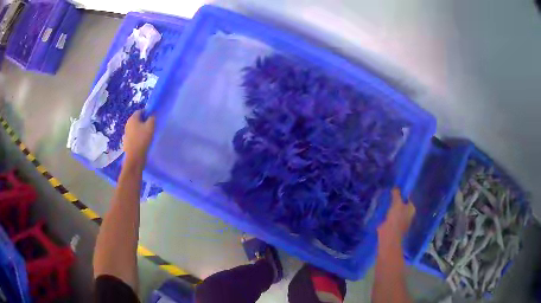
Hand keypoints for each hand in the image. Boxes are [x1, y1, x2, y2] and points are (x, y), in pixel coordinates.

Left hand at [123, 110, 154, 164]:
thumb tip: (151, 116)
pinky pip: (133, 136)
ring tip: (147, 136)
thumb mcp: (151, 126)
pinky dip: (137, 137)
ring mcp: (126, 133)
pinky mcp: (126, 141)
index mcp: (132, 118)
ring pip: (135, 128)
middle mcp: (127, 124)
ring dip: (140, 130)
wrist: (134, 157)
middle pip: (137, 119)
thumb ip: (152, 118)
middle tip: (150, 127)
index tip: (152, 119)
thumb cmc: (142, 139)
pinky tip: (142, 142)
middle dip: (144, 122)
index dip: (147, 113)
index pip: (140, 111)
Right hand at [378, 188, 415, 240]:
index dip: (401, 194)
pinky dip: (386, 214)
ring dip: (390, 208)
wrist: (389, 235)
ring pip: (395, 211)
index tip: (393, 190)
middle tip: (387, 195)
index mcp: (411, 209)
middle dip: (395, 201)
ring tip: (383, 201)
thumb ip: (396, 194)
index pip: (407, 198)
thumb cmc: (396, 218)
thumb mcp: (396, 203)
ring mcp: (401, 222)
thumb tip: (396, 187)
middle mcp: (408, 215)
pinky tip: (381, 211)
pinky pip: (390, 217)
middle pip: (402, 205)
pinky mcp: (393, 227)